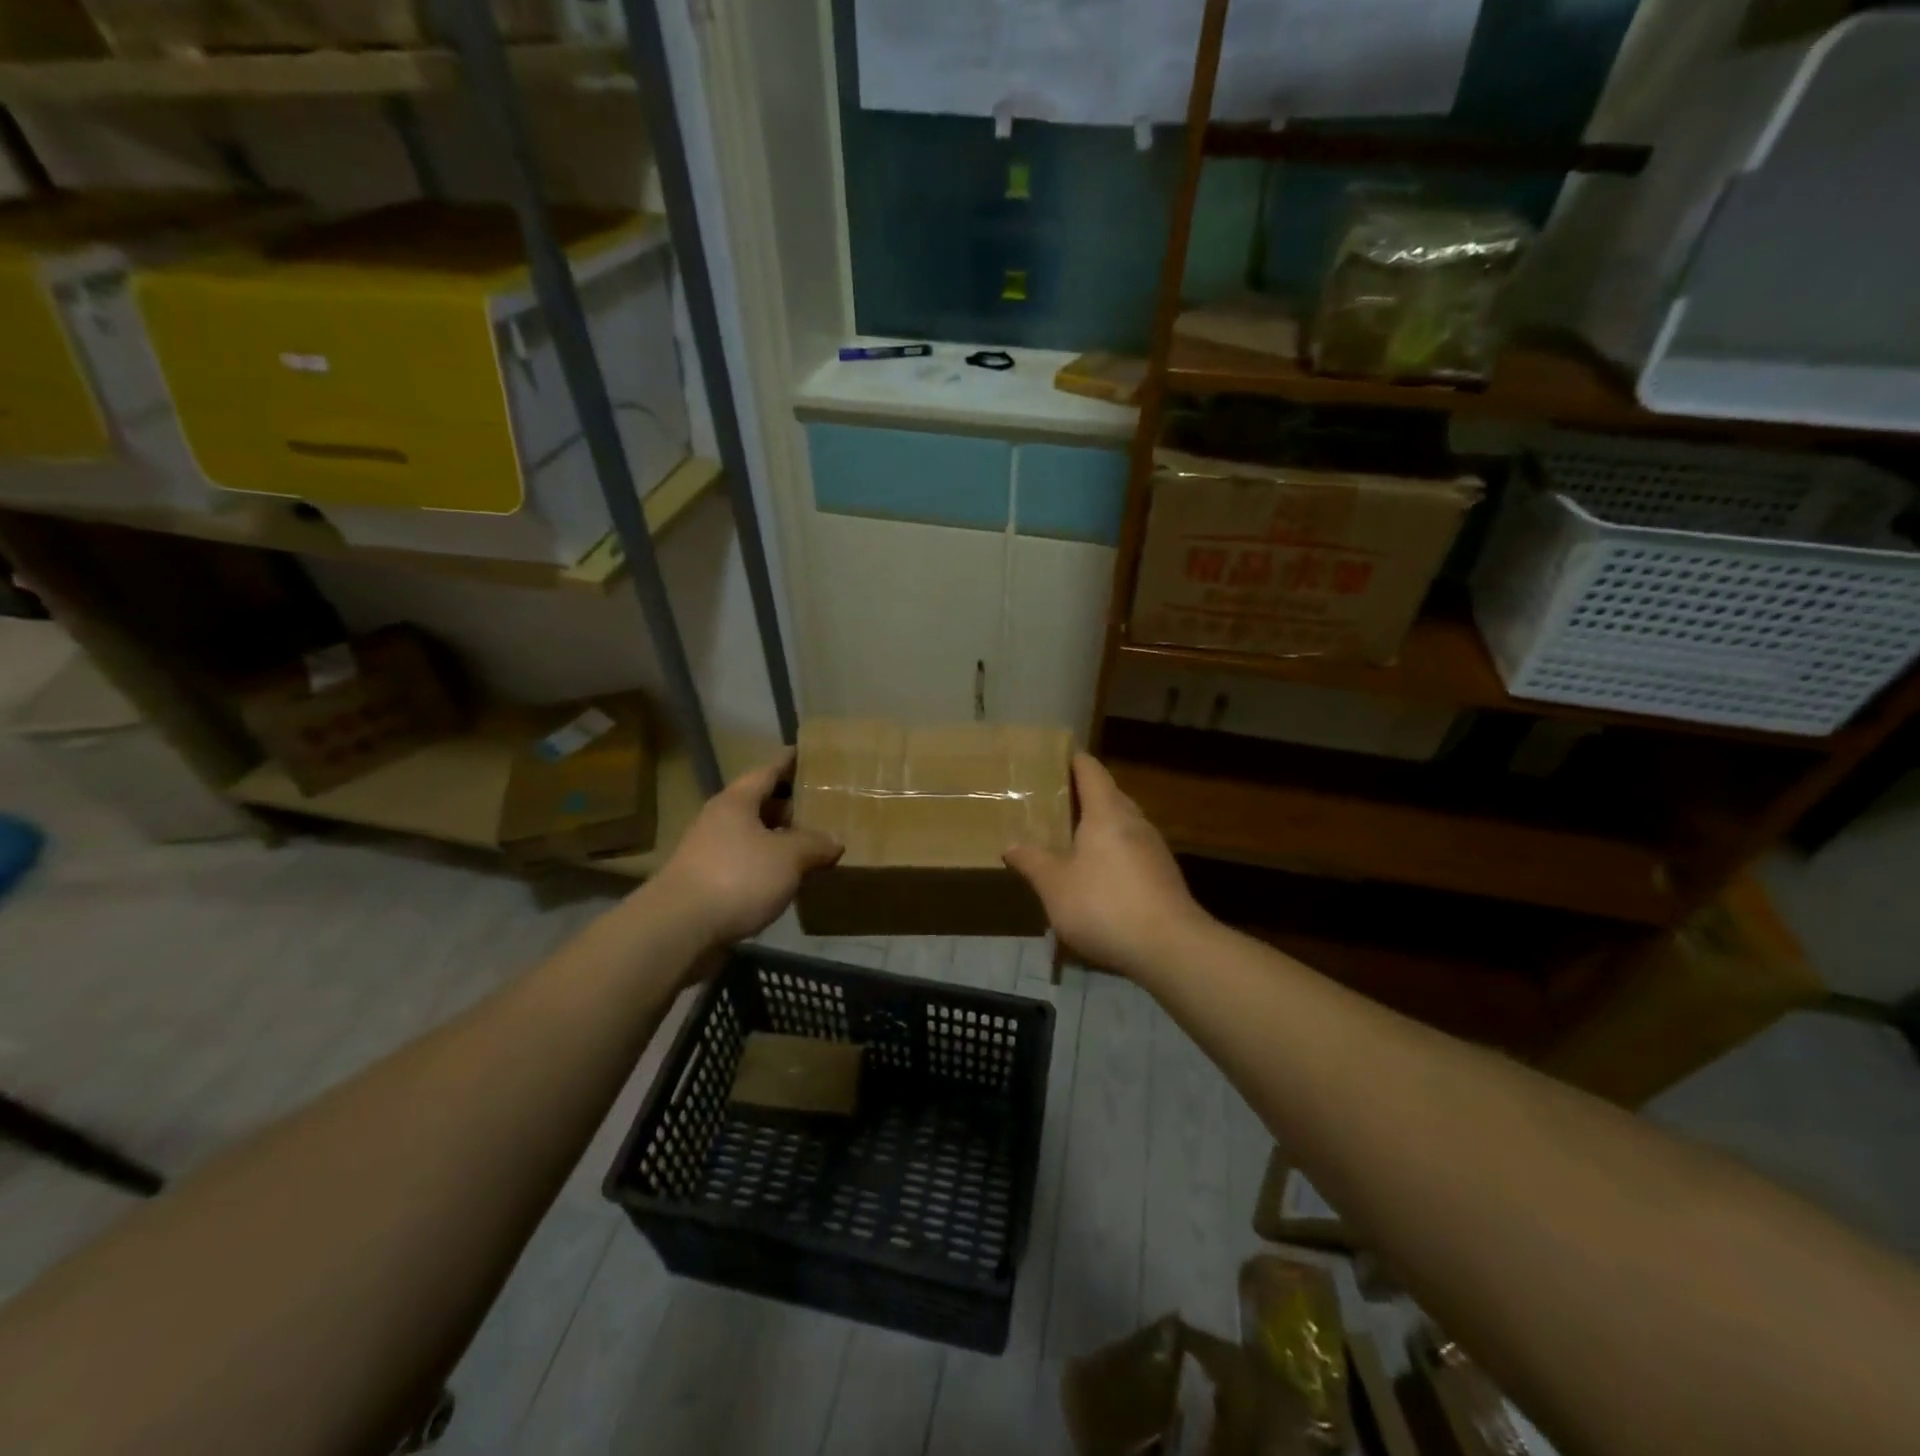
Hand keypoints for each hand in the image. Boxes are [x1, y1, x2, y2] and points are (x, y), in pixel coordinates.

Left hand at [646, 750, 842, 950]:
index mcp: (736, 801)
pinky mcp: (707, 881)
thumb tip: (834, 842)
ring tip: (810, 843)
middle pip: (758, 803)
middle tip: (820, 804)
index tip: (807, 753)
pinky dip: (767, 864)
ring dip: (778, 837)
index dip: (788, 761)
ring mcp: (709, 851)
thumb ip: (814, 845)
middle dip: (788, 803)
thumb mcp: (788, 857)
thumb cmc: (737, 877)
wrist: (679, 928)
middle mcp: (720, 820)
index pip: (767, 771)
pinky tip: (786, 877)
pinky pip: (745, 862)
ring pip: (752, 835)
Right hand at [1003, 753, 1209, 979]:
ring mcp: (1154, 848)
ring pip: (1123, 824)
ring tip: (1071, 839)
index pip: (1091, 770)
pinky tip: (1097, 875)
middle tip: (1052, 804)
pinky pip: (1132, 850)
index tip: (1053, 760)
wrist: (1170, 947)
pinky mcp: (1163, 875)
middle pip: (1109, 795)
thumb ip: (1032, 861)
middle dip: (1083, 796)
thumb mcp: (1055, 886)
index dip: (1073, 761)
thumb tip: (1011, 844)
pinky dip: (1113, 852)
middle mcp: (1134, 821)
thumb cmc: (1105, 905)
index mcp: (1106, 812)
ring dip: (1099, 826)